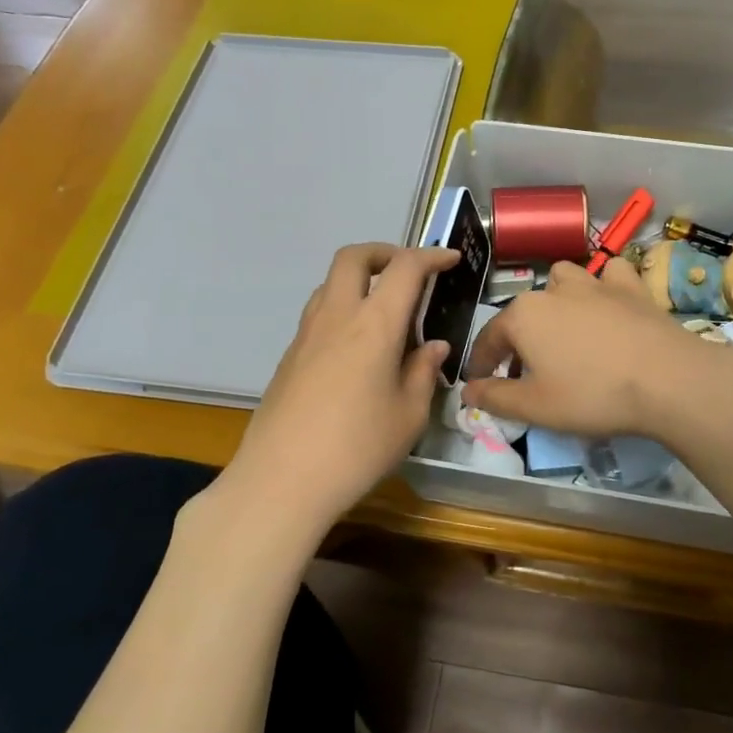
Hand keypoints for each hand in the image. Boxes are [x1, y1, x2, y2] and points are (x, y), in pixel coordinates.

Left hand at [226, 242, 457, 529]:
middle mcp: (336, 316)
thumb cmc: (358, 448)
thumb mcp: (409, 415)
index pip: (405, 268)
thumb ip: (423, 372)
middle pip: (354, 257)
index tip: (450, 260)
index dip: (431, 256)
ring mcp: (306, 334)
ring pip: (330, 283)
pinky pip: (318, 314)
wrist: (282, 480)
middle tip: (408, 272)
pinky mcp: (289, 356)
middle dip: (384, 252)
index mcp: (374, 324)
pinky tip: (358, 350)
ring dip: (359, 281)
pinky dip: (342, 311)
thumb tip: (433, 347)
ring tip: (384, 313)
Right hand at [460, 258, 702, 437]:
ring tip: (564, 327)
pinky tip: (608, 303)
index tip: (480, 383)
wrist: (667, 380)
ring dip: (557, 299)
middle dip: (519, 338)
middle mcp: (554, 290)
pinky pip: (610, 274)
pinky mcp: (632, 287)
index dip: (482, 363)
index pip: (489, 338)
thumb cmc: (592, 395)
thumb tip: (467, 390)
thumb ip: (495, 397)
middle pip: (524, 311)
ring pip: (564, 279)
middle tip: (526, 371)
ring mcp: (596, 283)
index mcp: (523, 316)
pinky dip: (604, 285)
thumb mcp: (535, 407)